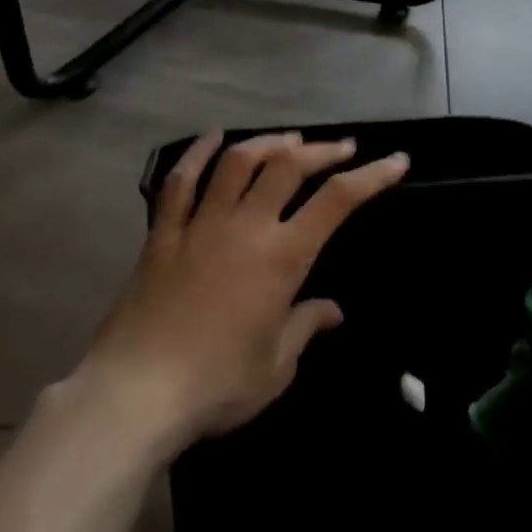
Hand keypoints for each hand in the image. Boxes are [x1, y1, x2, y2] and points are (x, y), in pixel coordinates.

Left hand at [78, 131, 408, 455]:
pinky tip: (213, 137)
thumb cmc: (216, 385)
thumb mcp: (276, 367)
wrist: (135, 394)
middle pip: (287, 167)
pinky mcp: (163, 235)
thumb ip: (305, 327)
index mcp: (281, 258)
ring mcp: (200, 225)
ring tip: (289, 140)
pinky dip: (197, 154)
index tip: (396, 161)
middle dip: (321, 150)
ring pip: (237, 162)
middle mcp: (245, 227)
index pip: (337, 201)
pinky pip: (179, 182)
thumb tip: (333, 310)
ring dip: (268, 143)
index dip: (372, 175)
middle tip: (342, 147)